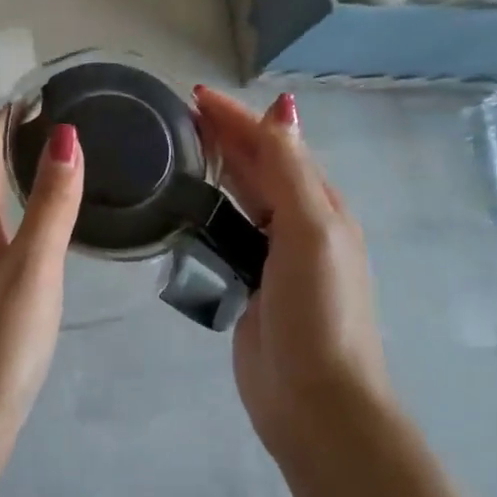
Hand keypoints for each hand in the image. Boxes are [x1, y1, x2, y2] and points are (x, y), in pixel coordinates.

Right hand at [193, 87, 390, 454]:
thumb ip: (291, 172)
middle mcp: (298, 226)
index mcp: (320, 207)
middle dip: (224, 137)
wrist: (315, 401)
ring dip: (216, 170)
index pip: (273, 146)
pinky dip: (206, 213)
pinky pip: (225, 236)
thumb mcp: (311, 232)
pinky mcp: (247, 286)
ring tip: (175, 152)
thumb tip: (281, 110)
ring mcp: (272, 259)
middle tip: (177, 116)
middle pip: (258, 168)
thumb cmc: (319, 312)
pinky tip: (183, 209)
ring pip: (241, 200)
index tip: (193, 95)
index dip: (236, 118)